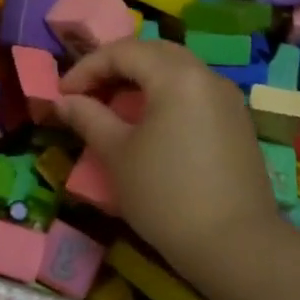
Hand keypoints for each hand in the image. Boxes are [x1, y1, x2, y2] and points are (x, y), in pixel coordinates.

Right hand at [55, 39, 281, 286]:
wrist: (236, 247)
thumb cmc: (166, 195)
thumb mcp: (116, 154)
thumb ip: (88, 117)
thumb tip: (65, 100)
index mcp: (176, 75)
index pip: (123, 52)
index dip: (86, 68)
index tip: (62, 94)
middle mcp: (206, 76)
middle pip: (153, 53)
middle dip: (115, 67)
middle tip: (87, 93)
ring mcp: (227, 99)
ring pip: (176, 71)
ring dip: (140, 81)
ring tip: (113, 108)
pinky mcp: (237, 124)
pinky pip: (193, 93)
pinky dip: (164, 96)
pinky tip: (148, 126)